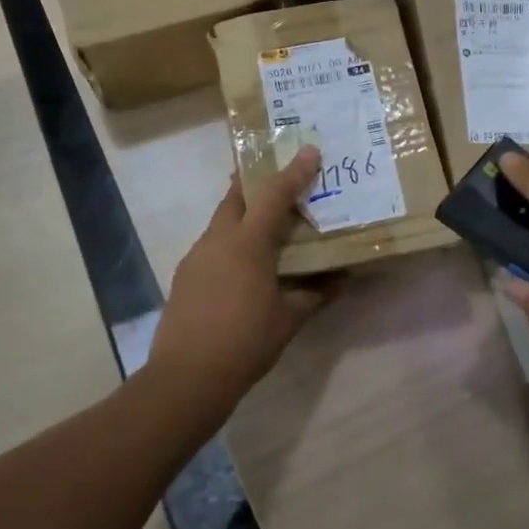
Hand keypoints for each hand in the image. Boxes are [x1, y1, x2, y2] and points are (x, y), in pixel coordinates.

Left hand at [147, 146, 334, 411]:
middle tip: (276, 177)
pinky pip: (211, 245)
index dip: (294, 172)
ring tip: (265, 226)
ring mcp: (196, 257)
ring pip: (221, 222)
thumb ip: (316, 294)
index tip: (309, 150)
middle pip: (235, 197)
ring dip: (242, 214)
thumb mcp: (288, 319)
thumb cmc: (245, 343)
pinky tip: (242, 265)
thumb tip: (343, 280)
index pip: (274, 196)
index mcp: (247, 244)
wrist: (186, 377)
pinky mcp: (185, 276)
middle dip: (254, 182)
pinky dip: (229, 241)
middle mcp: (218, 240)